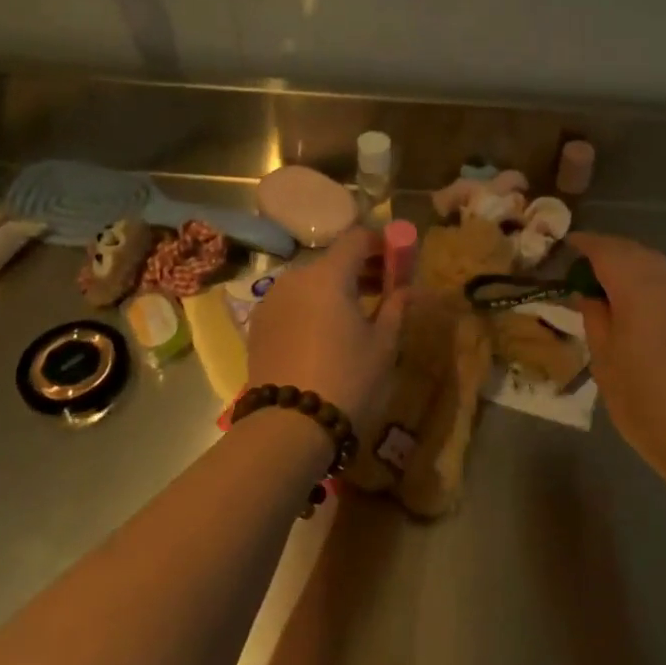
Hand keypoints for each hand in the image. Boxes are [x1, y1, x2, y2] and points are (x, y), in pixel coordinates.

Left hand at [247, 227, 407, 432]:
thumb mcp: (383, 345)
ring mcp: (271, 301)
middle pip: (333, 260)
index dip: (381, 244)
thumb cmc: (347, 379)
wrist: (289, 426)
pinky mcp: (258, 325)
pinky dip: (313, 306)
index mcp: (328, 276)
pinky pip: (292, 303)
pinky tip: (327, 333)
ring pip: (310, 282)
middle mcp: (295, 278)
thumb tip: (408, 291)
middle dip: (361, 269)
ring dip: (336, 288)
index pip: (357, 239)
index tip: (399, 262)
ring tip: (357, 315)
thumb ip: (396, 308)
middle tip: (386, 290)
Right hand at [569, 233, 665, 464]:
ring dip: (629, 261)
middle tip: (581, 262)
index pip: (608, 252)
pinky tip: (633, 297)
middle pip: (634, 251)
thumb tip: (588, 293)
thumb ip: (595, 317)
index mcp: (639, 291)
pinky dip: (646, 277)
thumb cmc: (641, 401)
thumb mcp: (603, 359)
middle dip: (608, 250)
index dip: (585, 244)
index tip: (565, 245)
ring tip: (604, 278)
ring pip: (655, 263)